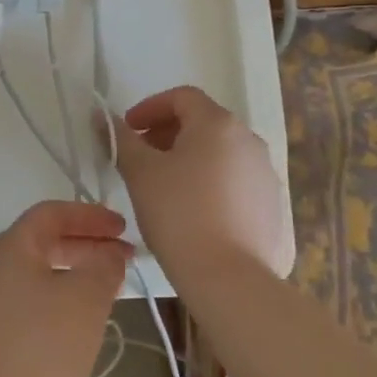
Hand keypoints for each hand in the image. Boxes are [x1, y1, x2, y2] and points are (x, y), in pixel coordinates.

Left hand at [0, 201, 130, 376]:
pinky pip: (32, 299)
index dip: (90, 215)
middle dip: (87, 244)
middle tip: (124, 257)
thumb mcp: (87, 298)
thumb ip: (104, 265)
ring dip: (76, 272)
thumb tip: (109, 254)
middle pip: (45, 241)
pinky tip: (82, 320)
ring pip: (40, 272)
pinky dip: (60, 296)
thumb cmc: (43, 346)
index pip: (52, 213)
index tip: (123, 228)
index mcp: (11, 246)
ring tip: (111, 287)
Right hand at [114, 85, 291, 287]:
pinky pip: (237, 182)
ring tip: (167, 187)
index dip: (150, 107)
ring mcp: (267, 174)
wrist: (230, 279)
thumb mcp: (140, 173)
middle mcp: (249, 140)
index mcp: (218, 124)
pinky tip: (195, 213)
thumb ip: (121, 139)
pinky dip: (213, 184)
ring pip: (222, 154)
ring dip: (191, 159)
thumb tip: (102, 116)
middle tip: (142, 158)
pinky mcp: (274, 207)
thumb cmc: (179, 214)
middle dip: (168, 134)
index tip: (128, 130)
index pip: (182, 97)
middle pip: (204, 123)